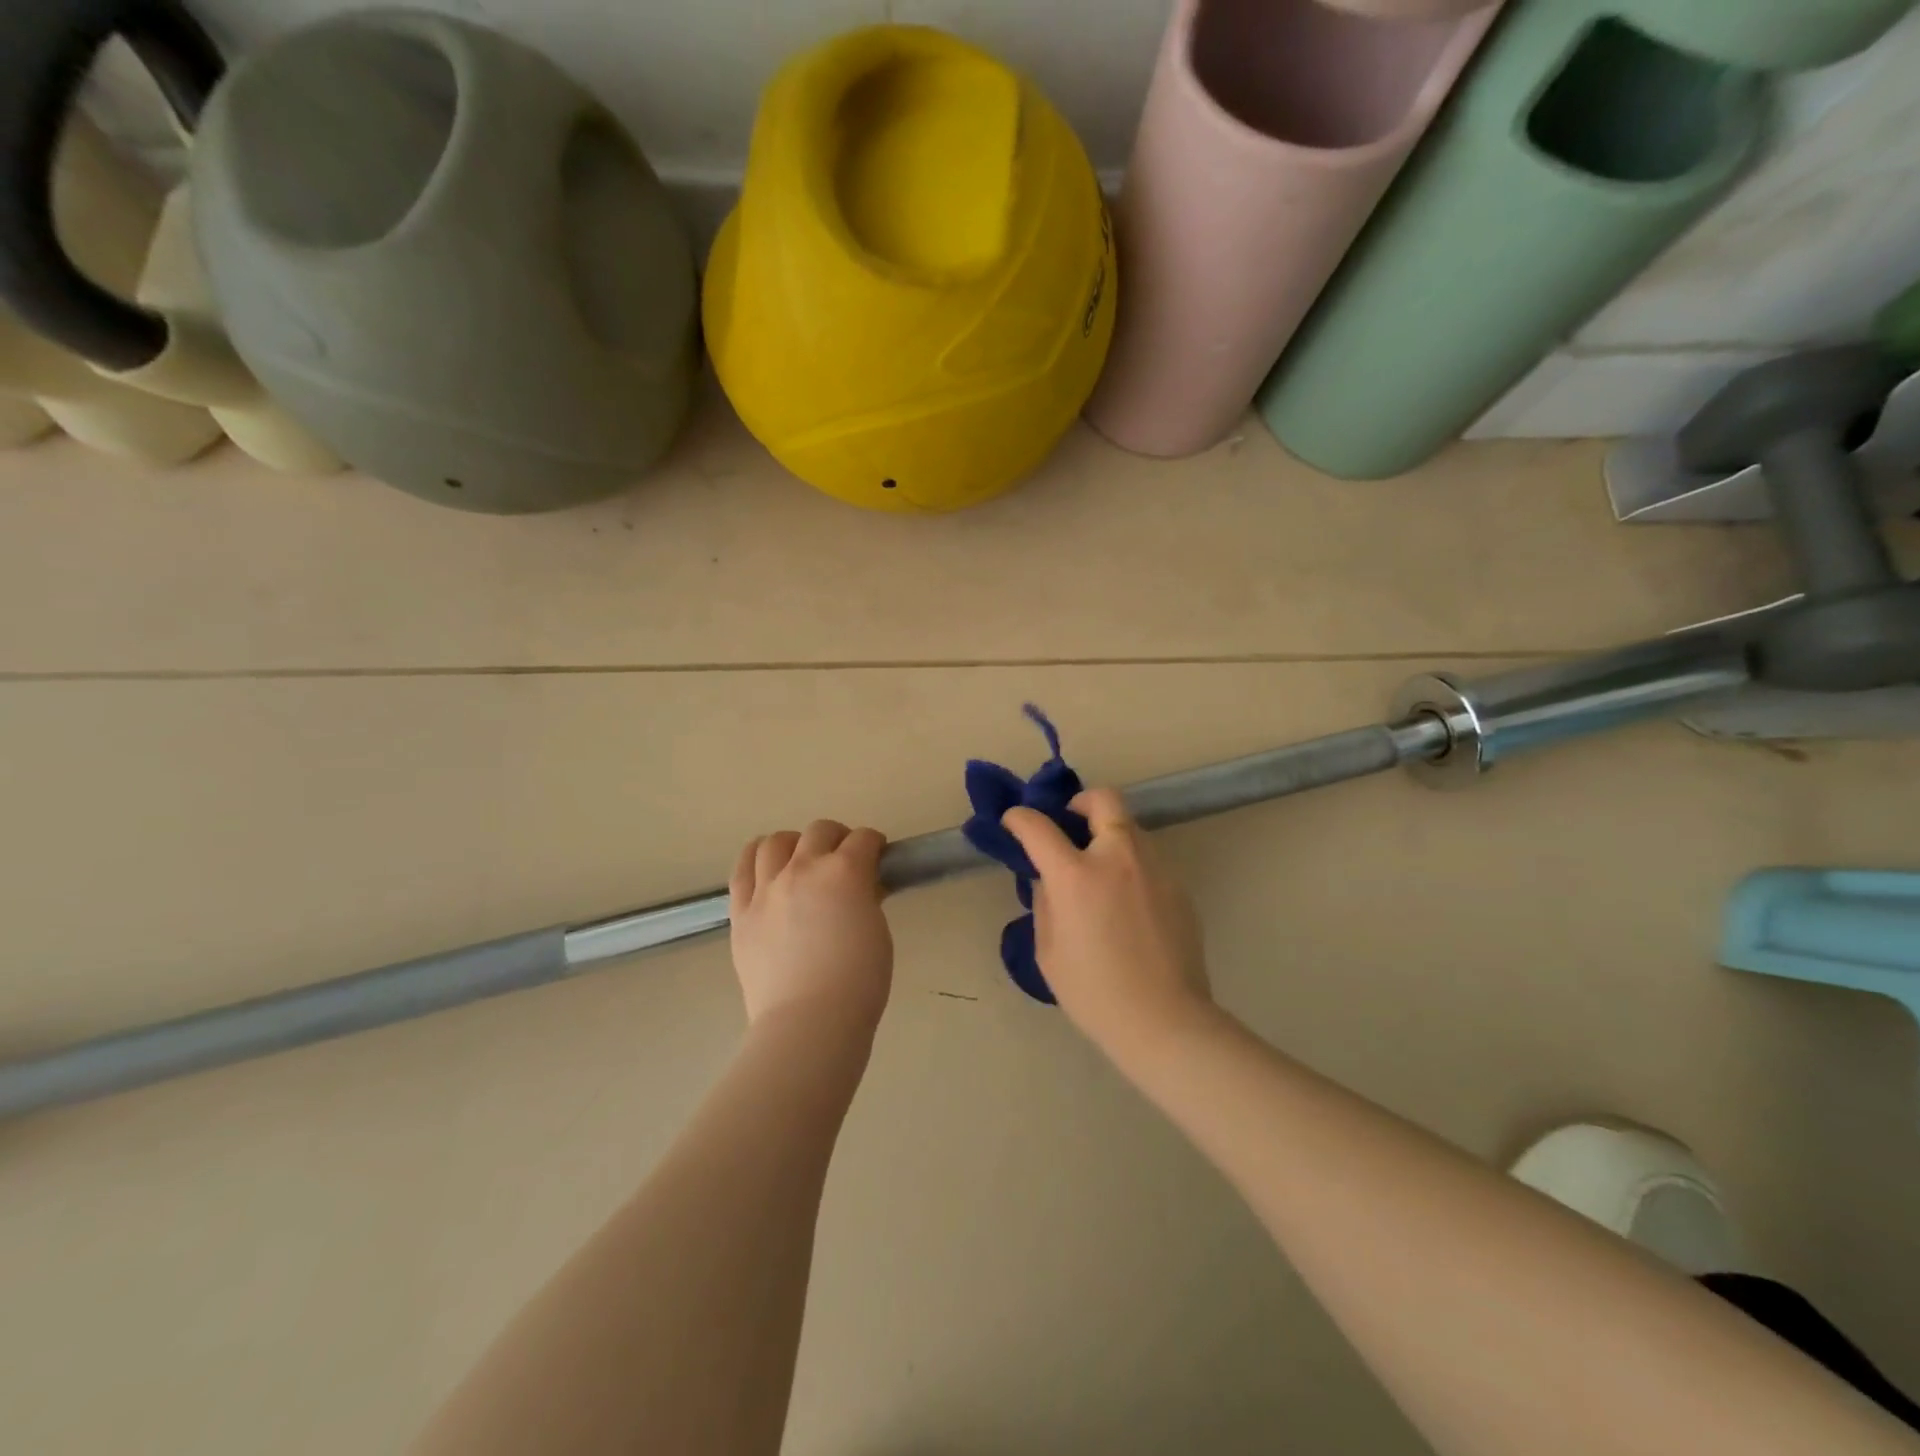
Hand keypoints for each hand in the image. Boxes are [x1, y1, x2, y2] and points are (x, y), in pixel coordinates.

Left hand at [729, 820, 893, 1032]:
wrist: (809, 1021)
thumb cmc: (858, 982)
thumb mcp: (877, 931)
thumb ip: (867, 900)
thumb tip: (860, 888)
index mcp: (844, 872)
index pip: (863, 839)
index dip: (874, 845)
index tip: (877, 857)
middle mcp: (803, 869)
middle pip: (820, 831)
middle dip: (837, 838)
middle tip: (844, 858)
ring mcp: (767, 889)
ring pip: (776, 842)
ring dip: (795, 843)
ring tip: (800, 858)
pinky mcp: (741, 911)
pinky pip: (742, 869)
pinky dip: (755, 858)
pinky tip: (764, 864)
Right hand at [1002, 788, 1213, 1063]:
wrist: (1165, 1021)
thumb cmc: (1094, 993)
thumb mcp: (1049, 951)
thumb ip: (1046, 903)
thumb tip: (1049, 879)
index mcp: (1076, 876)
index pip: (1038, 826)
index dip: (1019, 818)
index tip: (1013, 822)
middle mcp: (1118, 858)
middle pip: (1103, 799)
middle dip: (1080, 802)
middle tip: (1070, 827)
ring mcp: (1154, 868)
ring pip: (1130, 827)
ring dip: (1108, 834)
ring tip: (1099, 871)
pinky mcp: (1178, 886)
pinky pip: (1148, 859)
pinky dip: (1130, 865)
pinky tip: (1127, 903)